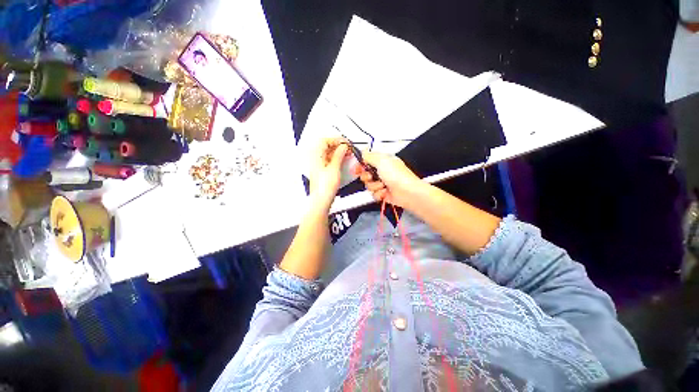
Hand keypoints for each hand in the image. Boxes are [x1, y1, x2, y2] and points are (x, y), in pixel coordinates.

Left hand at [308, 138, 348, 208]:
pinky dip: (337, 158)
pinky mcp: (322, 170)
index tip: (346, 143)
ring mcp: (318, 164)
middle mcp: (315, 158)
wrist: (321, 200)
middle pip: (326, 146)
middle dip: (338, 145)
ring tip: (348, 153)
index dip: (335, 140)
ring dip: (338, 151)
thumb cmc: (326, 186)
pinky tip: (344, 159)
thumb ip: (339, 155)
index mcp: (315, 156)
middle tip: (348, 148)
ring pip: (328, 153)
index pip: (324, 140)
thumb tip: (343, 146)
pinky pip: (329, 159)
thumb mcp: (334, 168)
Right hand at [357, 151, 422, 207]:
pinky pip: (373, 194)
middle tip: (372, 177)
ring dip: (374, 186)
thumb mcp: (381, 161)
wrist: (407, 192)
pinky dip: (379, 194)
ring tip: (383, 185)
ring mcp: (382, 183)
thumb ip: (369, 156)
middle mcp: (382, 172)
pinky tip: (385, 192)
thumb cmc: (397, 175)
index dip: (360, 165)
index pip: (367, 161)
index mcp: (382, 161)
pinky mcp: (383, 193)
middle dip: (367, 177)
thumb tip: (362, 152)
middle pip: (365, 174)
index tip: (356, 169)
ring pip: (368, 185)